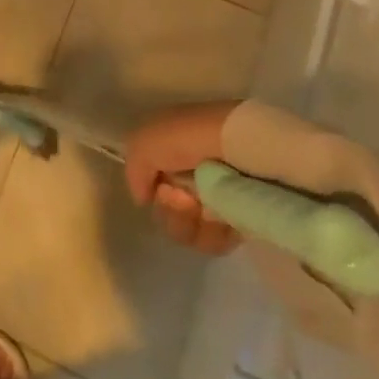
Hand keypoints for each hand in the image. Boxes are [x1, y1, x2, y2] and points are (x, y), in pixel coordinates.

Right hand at [123, 102, 244, 253]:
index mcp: (170, 153)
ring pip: (187, 230)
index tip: (162, 189)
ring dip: (190, 224)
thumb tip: (143, 200)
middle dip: (171, 211)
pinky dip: (214, 235)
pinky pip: (214, 241)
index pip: (149, 185)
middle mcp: (191, 175)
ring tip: (206, 209)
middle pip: (166, 212)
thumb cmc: (190, 137)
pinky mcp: (241, 218)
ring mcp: (217, 198)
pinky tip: (222, 221)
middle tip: (185, 199)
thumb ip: (134, 169)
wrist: (244, 145)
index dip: (150, 190)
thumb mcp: (145, 141)